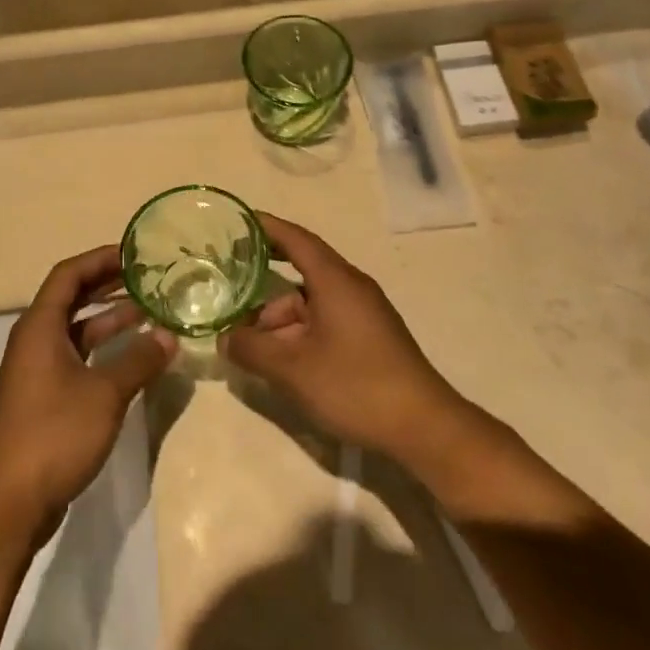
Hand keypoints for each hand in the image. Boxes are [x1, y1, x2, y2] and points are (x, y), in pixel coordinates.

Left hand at [0, 246, 175, 540]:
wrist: (8, 504)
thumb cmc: (53, 434)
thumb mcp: (104, 394)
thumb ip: (139, 360)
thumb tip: (168, 335)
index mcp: (40, 326)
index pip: (69, 274)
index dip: (100, 259)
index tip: (135, 253)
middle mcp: (35, 340)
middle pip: (72, 298)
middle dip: (109, 285)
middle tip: (149, 278)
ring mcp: (38, 370)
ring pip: (77, 329)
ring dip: (110, 318)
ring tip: (151, 311)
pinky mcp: (45, 397)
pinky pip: (78, 356)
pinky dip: (104, 349)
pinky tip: (134, 356)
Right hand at [218, 212, 463, 463]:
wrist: (424, 427)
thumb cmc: (356, 385)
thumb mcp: (292, 369)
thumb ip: (252, 349)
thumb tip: (225, 338)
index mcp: (335, 280)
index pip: (295, 238)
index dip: (266, 227)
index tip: (238, 222)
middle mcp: (351, 287)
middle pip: (299, 276)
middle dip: (263, 291)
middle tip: (230, 300)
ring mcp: (363, 314)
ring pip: (310, 305)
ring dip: (280, 322)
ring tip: (251, 350)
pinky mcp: (370, 338)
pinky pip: (325, 322)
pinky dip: (299, 334)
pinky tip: (283, 363)